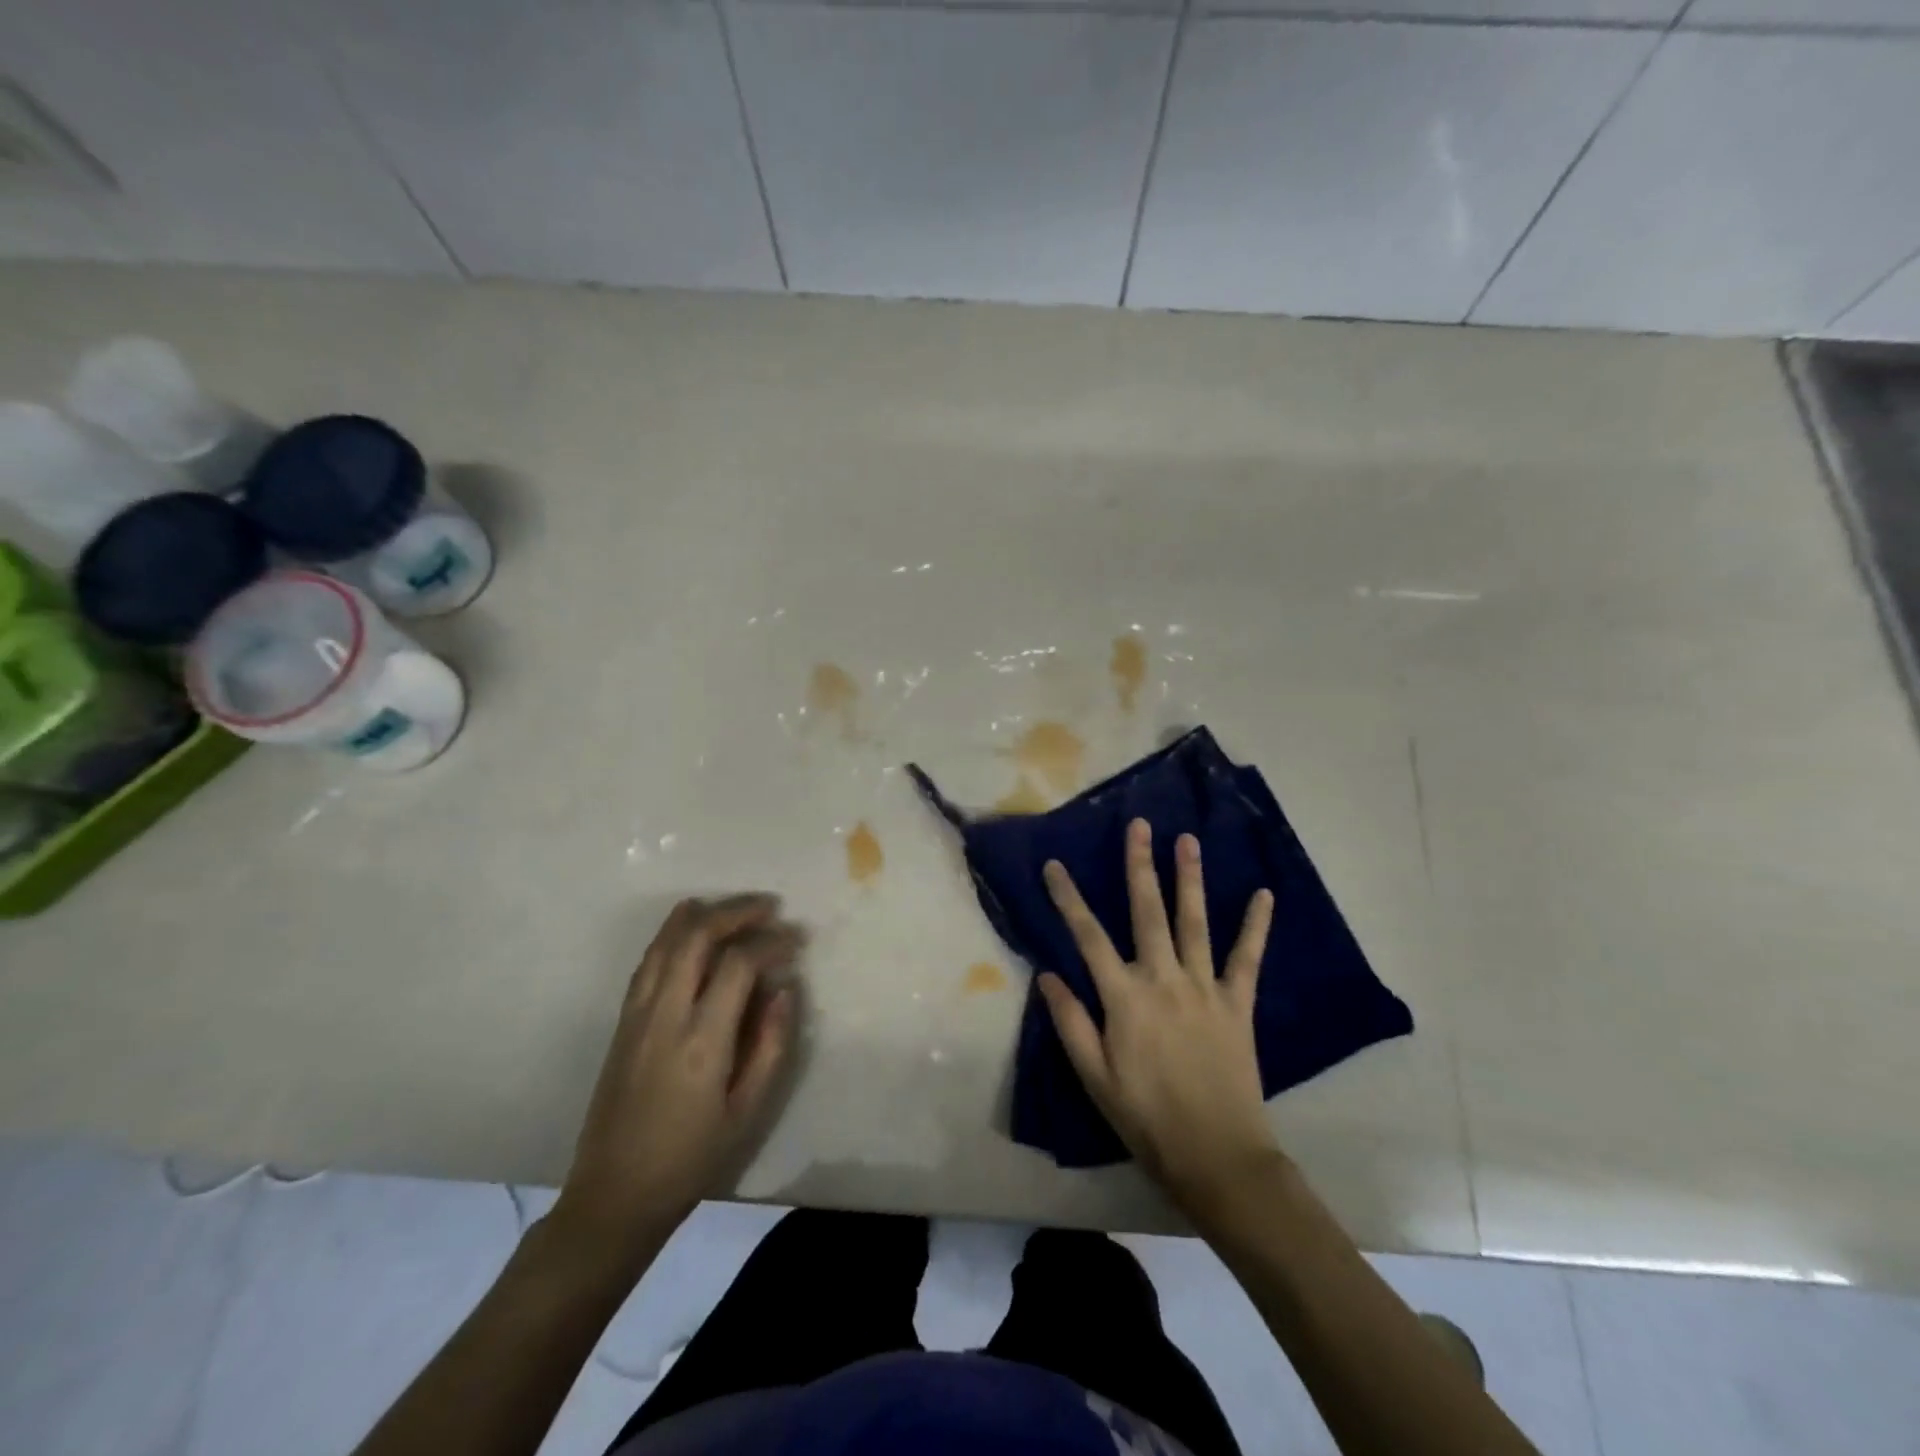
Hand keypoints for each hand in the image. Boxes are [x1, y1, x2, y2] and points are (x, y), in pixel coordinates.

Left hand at [553, 895, 800, 1264]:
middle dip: (736, 912)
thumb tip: (784, 989)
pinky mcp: (622, 1022)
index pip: (738, 965)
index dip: (771, 943)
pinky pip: (648, 961)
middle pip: (697, 938)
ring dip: (702, 914)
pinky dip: (671, 933)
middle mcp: (665, 1016)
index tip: (795, 942)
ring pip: (666, 942)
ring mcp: (637, 1015)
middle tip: (769, 908)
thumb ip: (770, 1045)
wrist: (614, 1195)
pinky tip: (687, 924)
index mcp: (702, 1041)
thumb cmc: (691, 1159)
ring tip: (734, 906)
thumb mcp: (747, 1111)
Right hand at [1039, 819, 1279, 1217]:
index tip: (1055, 864)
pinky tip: (1263, 895)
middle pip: (1147, 912)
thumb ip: (1071, 1021)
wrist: (1217, 1156)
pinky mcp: (1238, 1004)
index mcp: (1124, 997)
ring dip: (1190, 878)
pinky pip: (1247, 958)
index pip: (1087, 936)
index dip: (1068, 898)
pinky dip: (1255, 926)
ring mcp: (1204, 988)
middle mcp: (1163, 979)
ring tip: (1187, 840)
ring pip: (1193, 922)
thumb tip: (1047, 975)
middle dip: (1140, 865)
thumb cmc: (1146, 1118)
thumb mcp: (1094, 1077)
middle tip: (1139, 825)